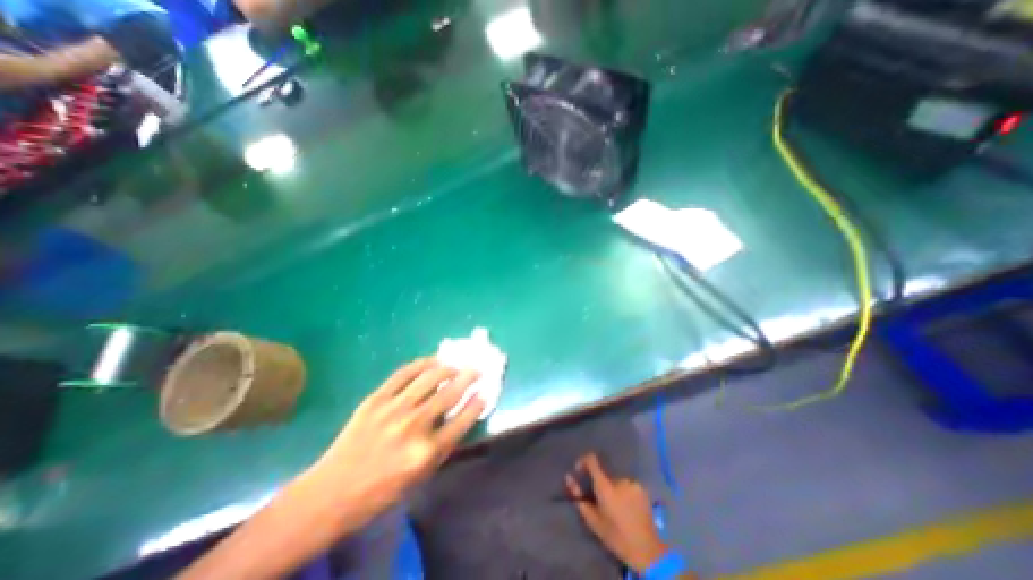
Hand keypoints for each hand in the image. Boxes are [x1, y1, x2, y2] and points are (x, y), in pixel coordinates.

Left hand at [313, 358, 481, 524]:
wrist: (332, 492)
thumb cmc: (381, 491)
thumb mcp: (421, 476)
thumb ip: (443, 445)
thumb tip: (461, 416)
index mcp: (426, 452)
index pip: (462, 420)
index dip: (477, 403)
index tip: (485, 391)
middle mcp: (413, 426)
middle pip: (449, 394)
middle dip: (469, 378)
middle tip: (478, 369)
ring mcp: (393, 409)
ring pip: (429, 378)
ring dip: (448, 368)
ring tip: (456, 365)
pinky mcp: (376, 399)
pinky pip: (403, 373)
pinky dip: (421, 364)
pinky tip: (432, 361)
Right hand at [567, 454, 665, 569]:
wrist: (646, 550)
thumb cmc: (616, 536)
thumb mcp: (593, 520)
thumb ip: (579, 496)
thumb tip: (569, 478)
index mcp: (605, 487)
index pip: (592, 460)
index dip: (584, 461)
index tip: (580, 470)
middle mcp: (618, 479)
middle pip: (605, 475)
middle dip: (601, 485)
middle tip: (603, 503)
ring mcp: (632, 482)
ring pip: (616, 481)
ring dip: (614, 490)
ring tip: (618, 508)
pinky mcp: (642, 488)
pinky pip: (628, 485)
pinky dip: (625, 493)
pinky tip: (628, 508)